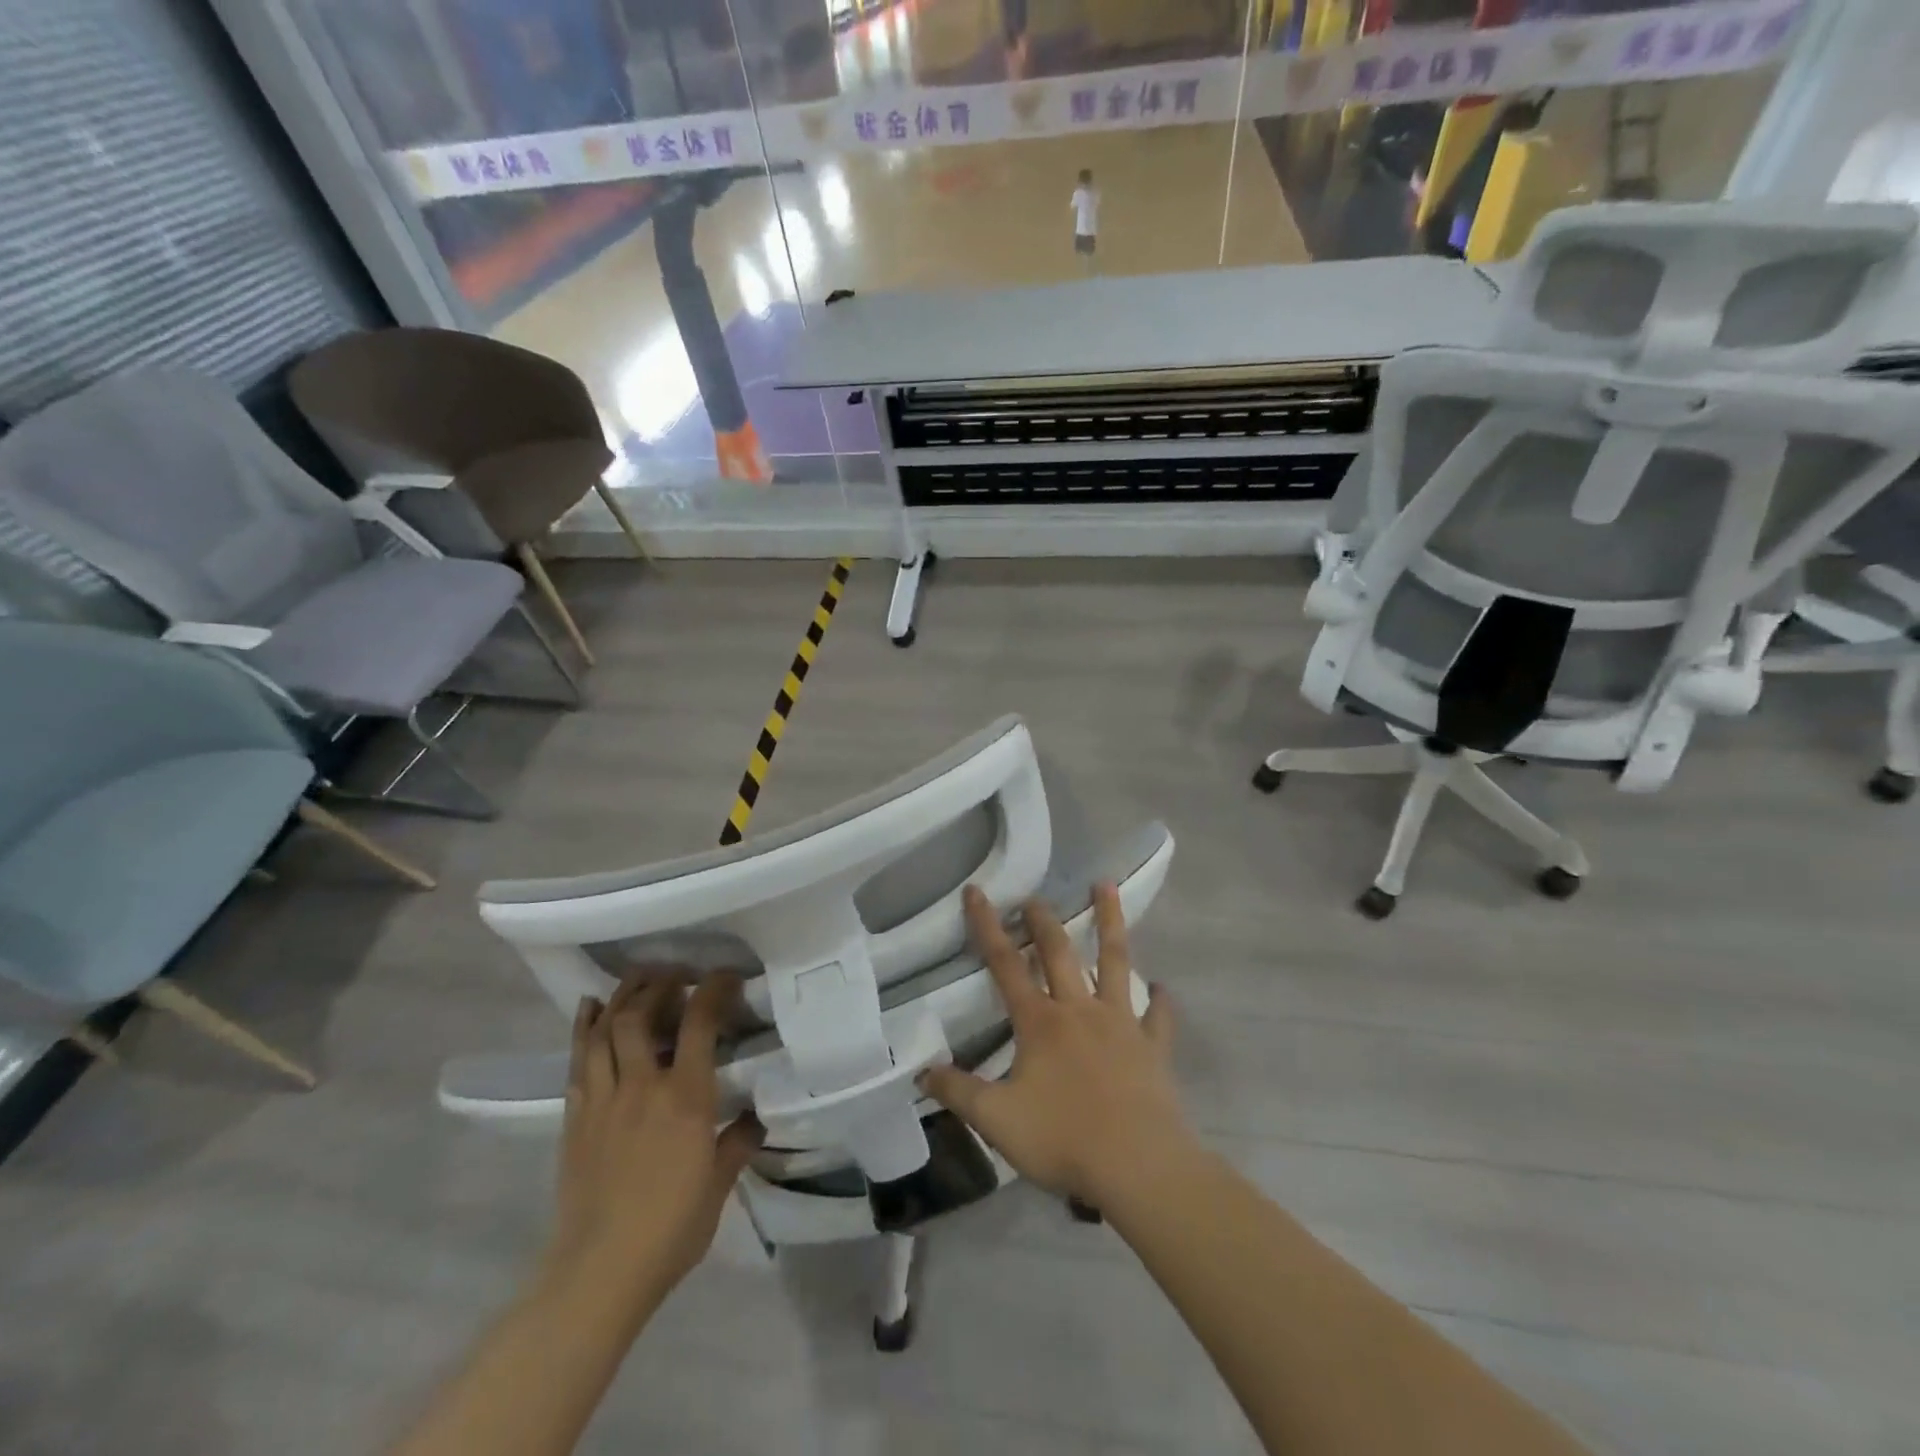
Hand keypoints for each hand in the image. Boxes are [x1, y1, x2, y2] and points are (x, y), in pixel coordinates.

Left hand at [549, 973, 762, 1301]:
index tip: (725, 976)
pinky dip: (585, 1028)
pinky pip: (578, 1060)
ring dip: (621, 997)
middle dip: (658, 984)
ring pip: (604, 1030)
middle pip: (640, 1015)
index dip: (713, 990)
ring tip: (638, 980)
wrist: (598, 1274)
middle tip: (676, 973)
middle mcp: (641, 1086)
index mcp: (685, 1098)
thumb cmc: (670, 1230)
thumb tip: (756, 1116)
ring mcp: (602, 1100)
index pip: (699, 1024)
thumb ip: (738, 1143)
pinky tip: (591, 1010)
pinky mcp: (575, 1118)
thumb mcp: (718, 1186)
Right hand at [921, 883, 1187, 1204]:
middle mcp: (1079, 1010)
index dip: (987, 926)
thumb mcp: (997, 1120)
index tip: (977, 891)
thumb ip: (959, 1092)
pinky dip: (1160, 1001)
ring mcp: (1121, 1024)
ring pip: (1114, 961)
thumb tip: (923, 1070)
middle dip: (1042, 920)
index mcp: (1040, 1022)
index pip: (1005, 964)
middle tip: (1034, 896)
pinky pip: (1158, 1017)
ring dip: (1110, 922)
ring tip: (1105, 885)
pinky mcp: (1152, 1047)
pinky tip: (1161, 988)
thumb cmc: (1063, 1139)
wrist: (1138, 1166)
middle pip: (1059, 952)